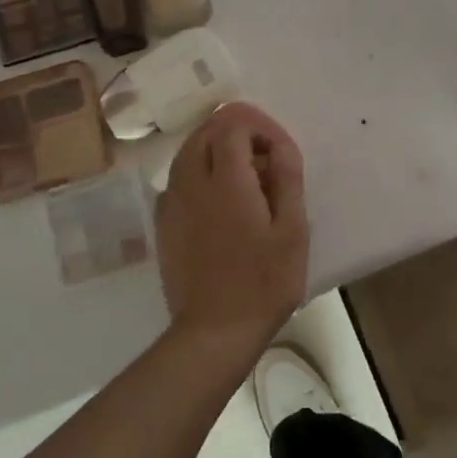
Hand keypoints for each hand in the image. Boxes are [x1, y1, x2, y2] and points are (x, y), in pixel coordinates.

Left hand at [156, 102, 309, 357]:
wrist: (214, 332)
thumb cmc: (264, 282)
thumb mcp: (293, 229)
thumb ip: (287, 178)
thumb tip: (279, 146)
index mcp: (226, 180)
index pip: (233, 125)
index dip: (260, 127)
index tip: (280, 150)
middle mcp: (191, 183)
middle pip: (205, 132)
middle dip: (237, 132)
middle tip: (266, 158)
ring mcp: (172, 204)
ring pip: (187, 153)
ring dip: (216, 151)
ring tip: (247, 177)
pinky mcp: (163, 225)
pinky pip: (178, 180)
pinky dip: (200, 174)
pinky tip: (220, 202)